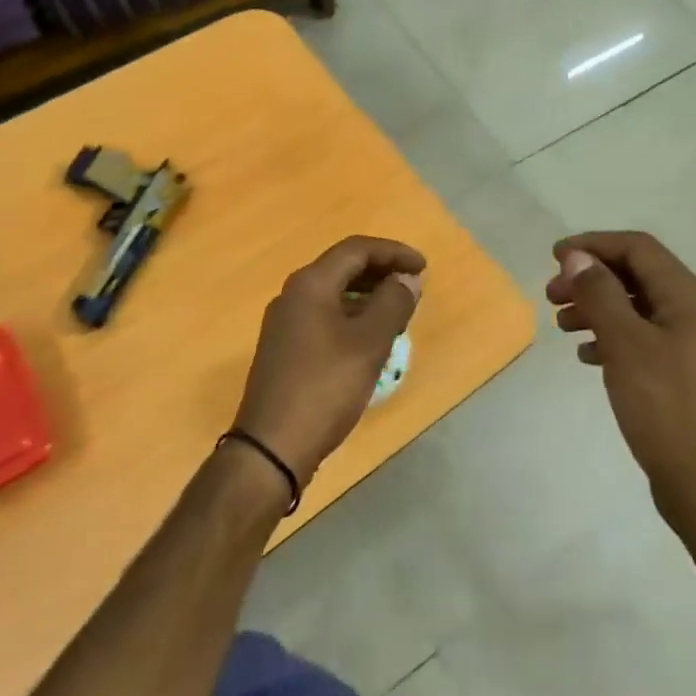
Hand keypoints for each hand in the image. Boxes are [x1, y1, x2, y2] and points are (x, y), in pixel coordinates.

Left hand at [235, 236, 423, 486]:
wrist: (271, 446)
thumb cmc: (325, 388)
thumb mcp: (369, 344)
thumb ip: (392, 304)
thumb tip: (406, 279)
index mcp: (310, 285)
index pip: (356, 249)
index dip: (393, 252)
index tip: (423, 268)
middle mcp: (293, 295)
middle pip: (342, 267)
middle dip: (381, 271)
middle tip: (414, 286)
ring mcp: (285, 323)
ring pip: (333, 293)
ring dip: (367, 294)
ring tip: (398, 310)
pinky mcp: (285, 348)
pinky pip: (324, 316)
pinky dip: (352, 315)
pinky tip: (369, 338)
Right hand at [547, 231, 695, 539]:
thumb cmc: (666, 407)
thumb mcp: (626, 345)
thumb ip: (600, 295)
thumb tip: (577, 256)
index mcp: (686, 297)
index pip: (638, 248)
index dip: (594, 245)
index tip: (554, 257)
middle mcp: (690, 312)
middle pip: (634, 275)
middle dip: (591, 278)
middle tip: (551, 295)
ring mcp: (685, 345)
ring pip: (633, 308)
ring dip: (596, 307)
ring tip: (562, 324)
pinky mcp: (676, 373)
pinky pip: (637, 339)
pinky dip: (608, 337)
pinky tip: (586, 355)